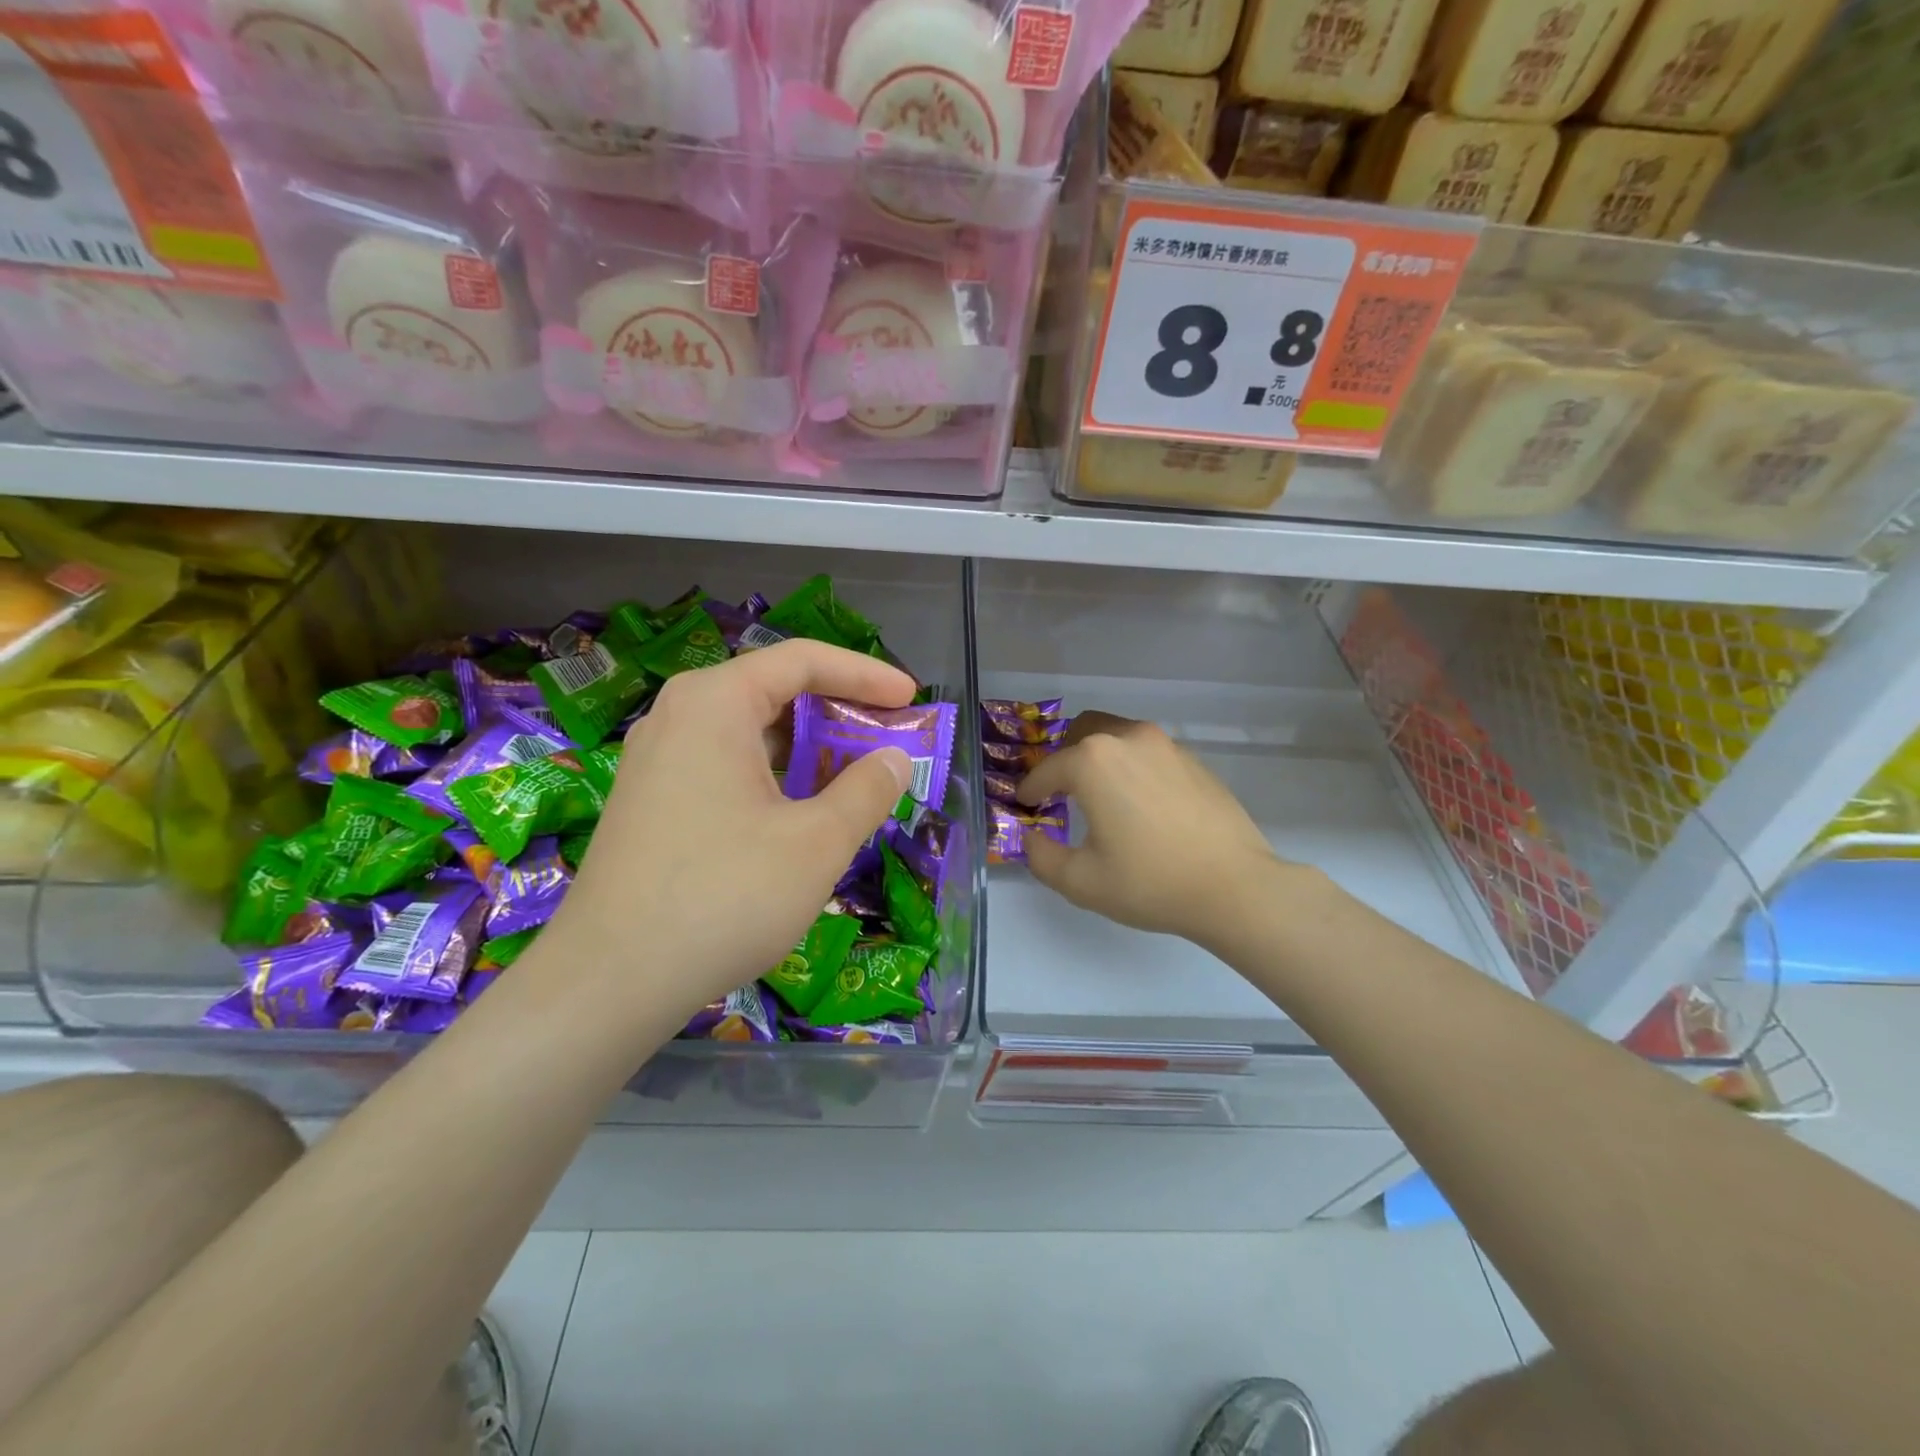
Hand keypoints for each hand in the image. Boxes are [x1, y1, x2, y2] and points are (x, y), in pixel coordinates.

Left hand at [552, 640, 913, 1018]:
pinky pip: (723, 764)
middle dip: (836, 710)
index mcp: (714, 704)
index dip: (864, 674)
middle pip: (772, 690)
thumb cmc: (723, 897)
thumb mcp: (817, 843)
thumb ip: (866, 791)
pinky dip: (771, 774)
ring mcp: (656, 760)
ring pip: (747, 732)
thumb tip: (895, 760)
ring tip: (851, 774)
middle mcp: (678, 717)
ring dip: (805, 747)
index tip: (910, 697)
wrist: (609, 980)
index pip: (801, 660)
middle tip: (885, 735)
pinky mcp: (650, 801)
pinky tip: (797, 812)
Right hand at [1016, 712, 1288, 947]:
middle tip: (1061, 793)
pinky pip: (1147, 752)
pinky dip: (1132, 766)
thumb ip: (1041, 856)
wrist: (1235, 887)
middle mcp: (1127, 738)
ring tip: (1101, 796)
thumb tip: (1030, 838)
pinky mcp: (1193, 759)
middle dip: (1064, 759)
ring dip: (1099, 758)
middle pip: (1081, 732)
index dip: (1030, 790)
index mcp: (1092, 761)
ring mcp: (1165, 745)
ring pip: (1117, 736)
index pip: (1045, 770)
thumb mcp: (1081, 881)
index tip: (1025, 806)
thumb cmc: (1150, 882)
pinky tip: (1140, 804)